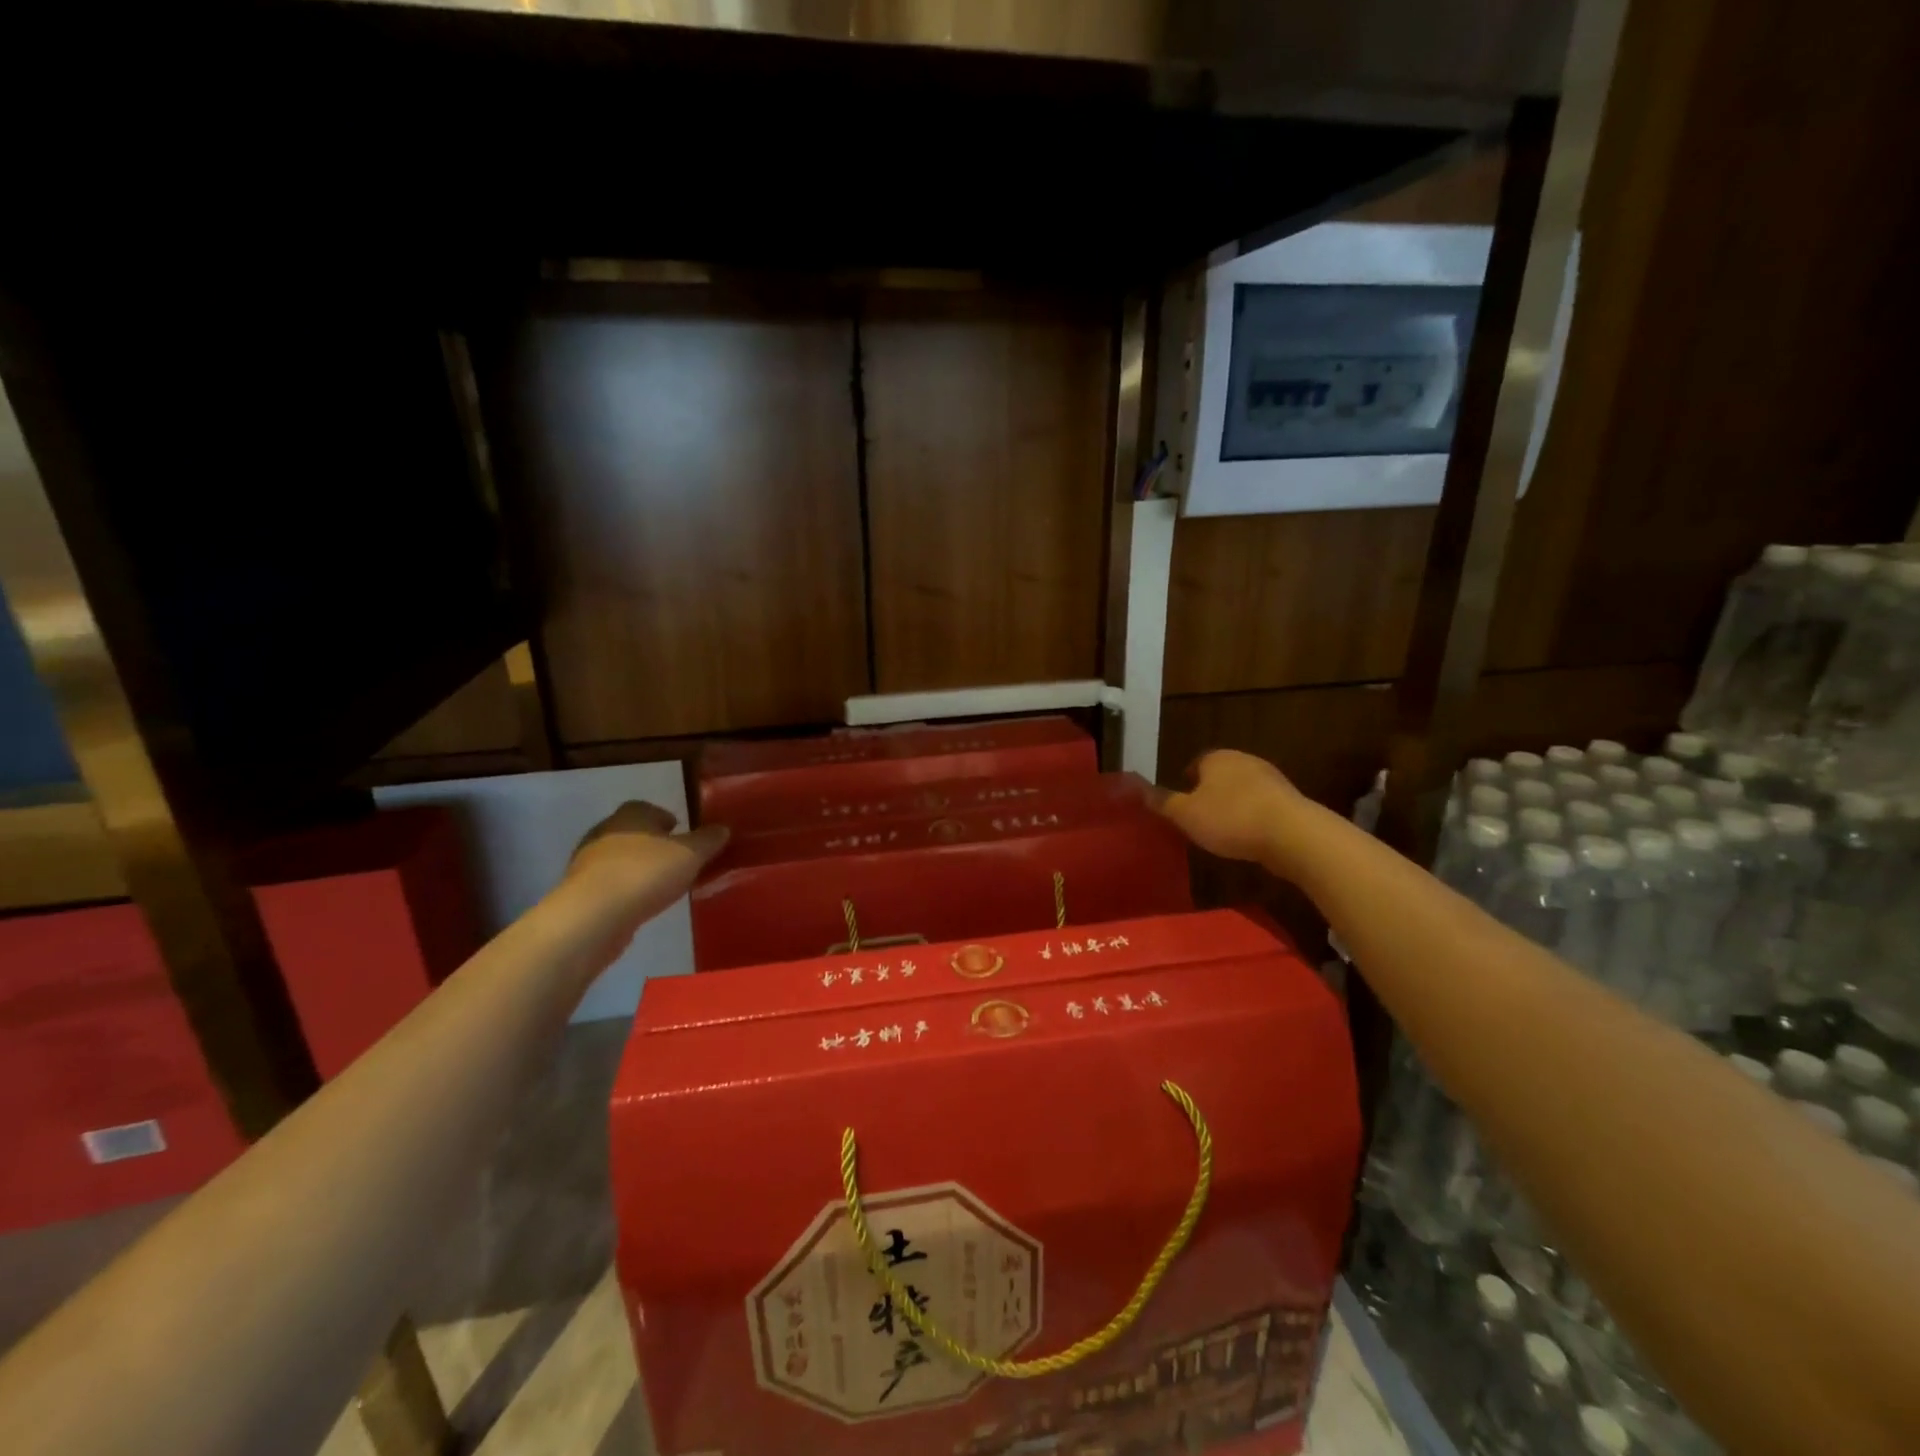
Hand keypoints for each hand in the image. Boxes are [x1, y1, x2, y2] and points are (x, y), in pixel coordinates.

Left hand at [567, 801, 728, 890]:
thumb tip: (723, 828)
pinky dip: (625, 890)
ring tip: (662, 885)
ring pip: (619, 859)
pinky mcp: (581, 893)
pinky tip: (641, 904)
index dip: (665, 818)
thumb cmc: (645, 873)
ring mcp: (587, 863)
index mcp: (631, 815)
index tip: (681, 832)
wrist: (593, 916)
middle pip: (632, 832)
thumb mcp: (690, 854)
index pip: (647, 807)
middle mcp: (605, 832)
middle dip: (652, 844)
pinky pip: (610, 885)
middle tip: (676, 859)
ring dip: (637, 868)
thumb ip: (708, 840)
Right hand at [1156, 750, 1302, 863]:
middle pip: (1221, 774)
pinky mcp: (1290, 800)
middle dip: (1210, 792)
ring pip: (1243, 789)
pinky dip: (1253, 817)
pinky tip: (1249, 837)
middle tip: (1198, 816)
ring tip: (1223, 830)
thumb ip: (1162, 802)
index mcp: (1216, 758)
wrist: (1292, 834)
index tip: (1181, 801)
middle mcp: (1244, 760)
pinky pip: (1263, 805)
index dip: (1186, 781)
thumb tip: (1136, 788)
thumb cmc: (1230, 818)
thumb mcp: (1186, 814)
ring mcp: (1271, 779)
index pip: (1196, 762)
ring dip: (1234, 805)